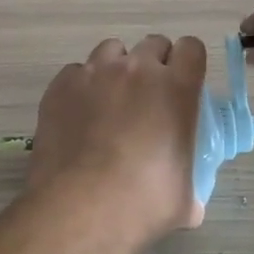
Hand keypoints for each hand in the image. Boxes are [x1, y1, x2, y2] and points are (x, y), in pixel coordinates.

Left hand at [27, 35, 208, 243]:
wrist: (78, 209)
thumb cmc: (141, 205)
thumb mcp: (185, 200)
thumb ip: (192, 185)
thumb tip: (191, 198)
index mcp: (176, 89)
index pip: (191, 48)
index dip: (188, 63)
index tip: (183, 85)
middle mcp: (137, 70)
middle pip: (153, 44)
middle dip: (154, 65)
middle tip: (148, 99)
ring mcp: (95, 73)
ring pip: (112, 50)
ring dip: (117, 69)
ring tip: (111, 102)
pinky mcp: (61, 85)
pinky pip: (77, 72)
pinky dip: (82, 86)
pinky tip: (79, 115)